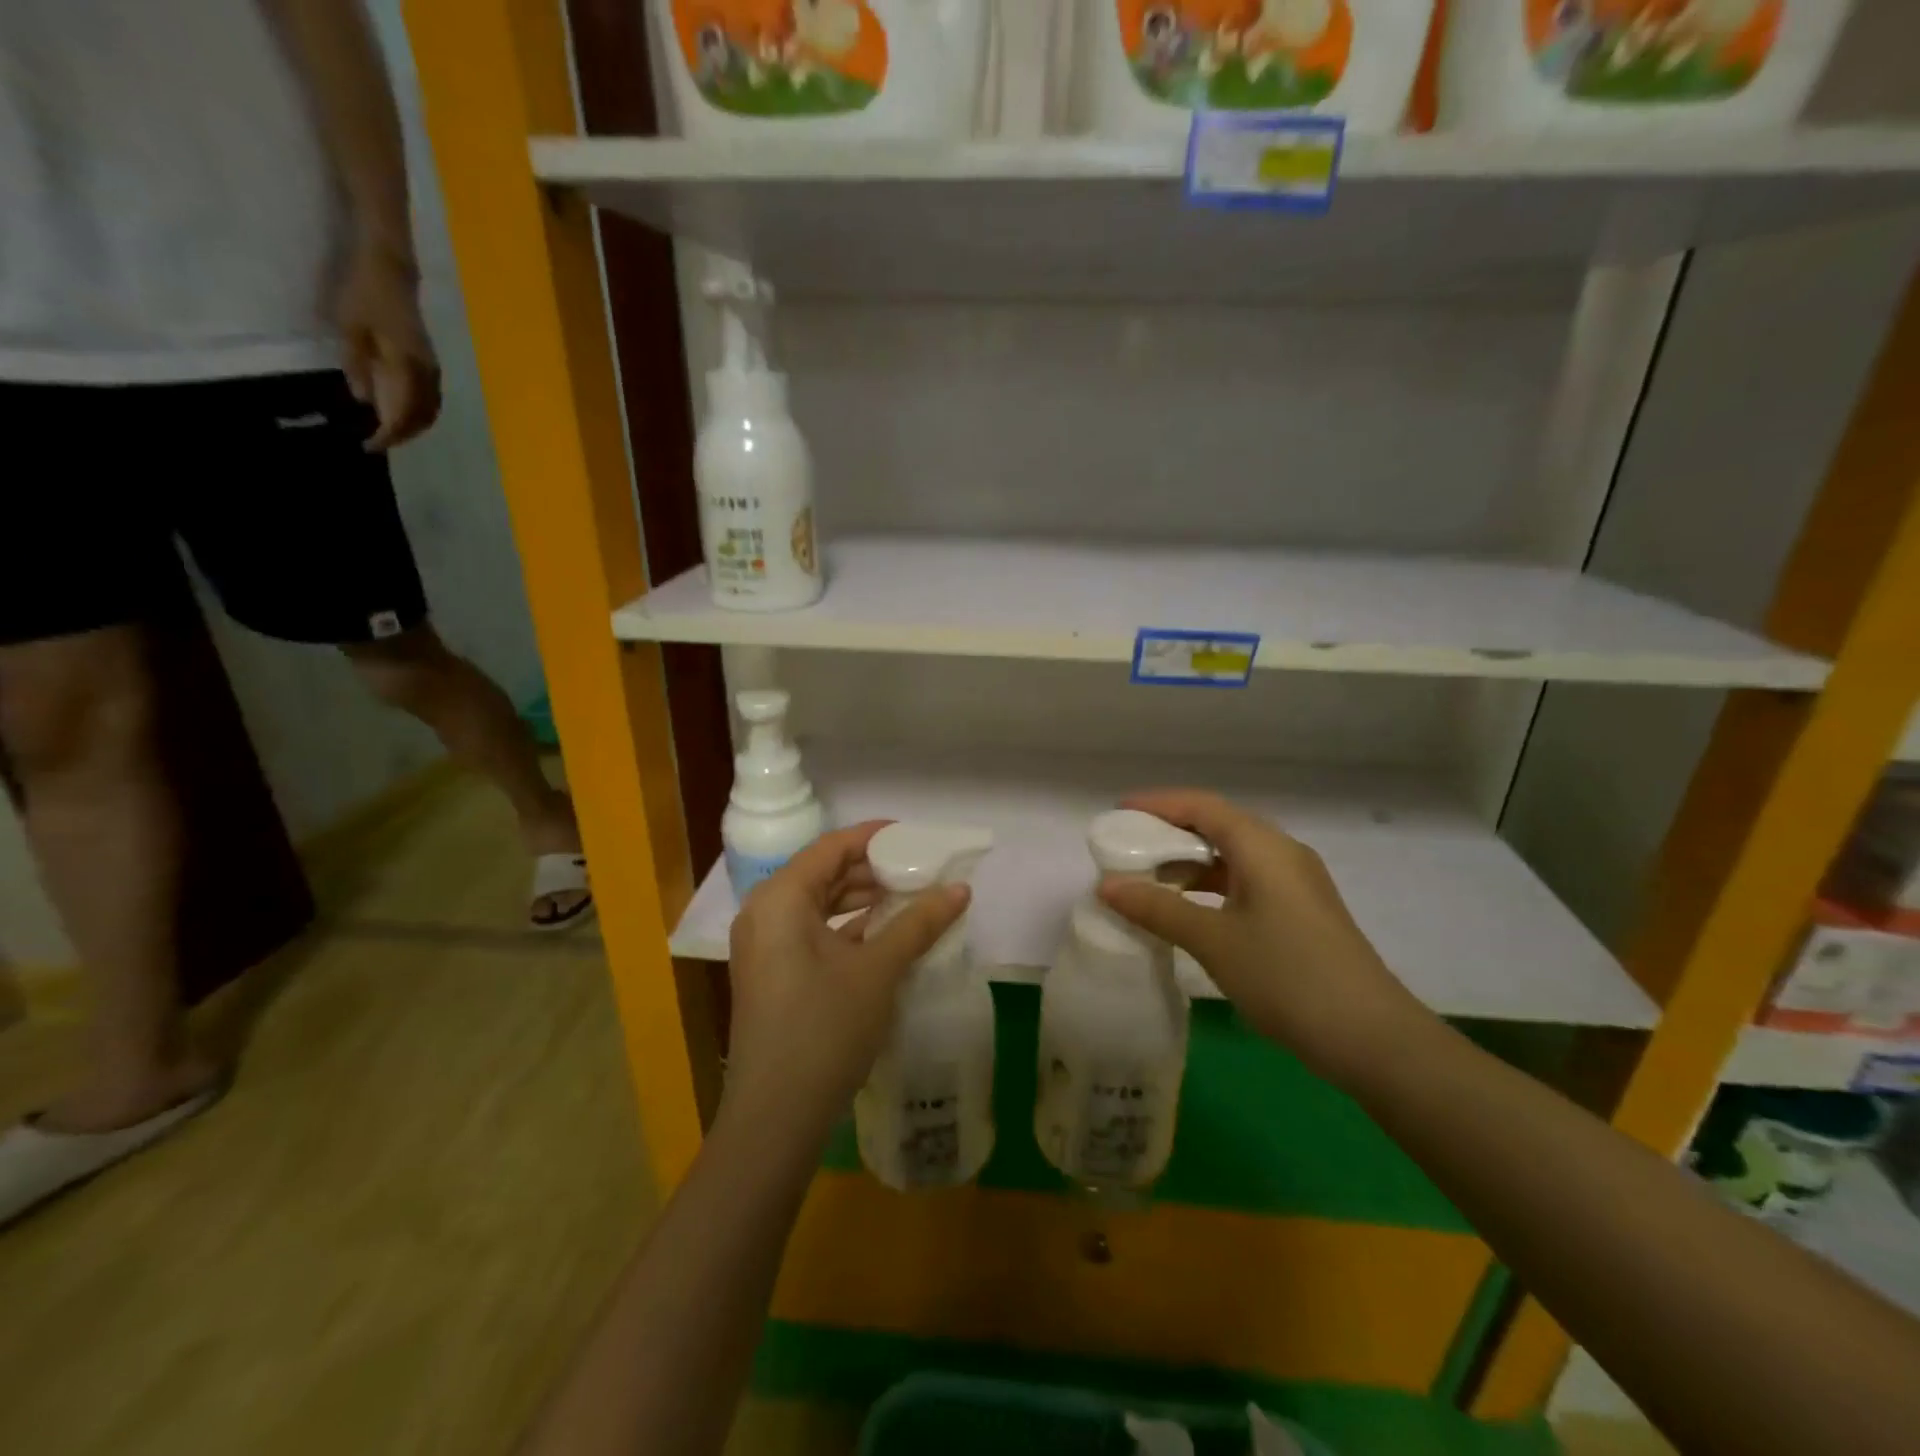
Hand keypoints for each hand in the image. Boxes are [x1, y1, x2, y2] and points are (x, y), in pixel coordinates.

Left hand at [335, 241, 441, 451]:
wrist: (390, 269)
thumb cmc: (364, 293)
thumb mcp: (350, 327)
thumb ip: (358, 365)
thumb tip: (364, 400)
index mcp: (407, 367)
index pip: (404, 413)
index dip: (389, 434)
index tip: (371, 445)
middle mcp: (426, 374)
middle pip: (424, 417)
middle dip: (404, 435)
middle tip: (380, 443)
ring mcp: (432, 369)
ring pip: (432, 410)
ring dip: (415, 426)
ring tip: (393, 432)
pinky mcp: (430, 363)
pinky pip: (432, 399)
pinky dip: (421, 413)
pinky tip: (405, 412)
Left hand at [723, 822, 969, 1142]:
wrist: (776, 1116)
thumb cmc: (825, 1028)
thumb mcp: (878, 970)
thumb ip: (918, 922)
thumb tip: (961, 888)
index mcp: (780, 898)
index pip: (831, 847)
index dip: (874, 837)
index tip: (915, 836)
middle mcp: (764, 912)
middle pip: (823, 872)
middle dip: (872, 869)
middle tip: (920, 869)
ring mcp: (764, 946)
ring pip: (818, 904)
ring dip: (862, 899)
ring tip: (909, 898)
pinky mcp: (772, 973)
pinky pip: (812, 931)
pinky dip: (847, 927)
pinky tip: (884, 934)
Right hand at [1099, 790, 1424, 1088]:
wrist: (1371, 1038)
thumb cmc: (1287, 976)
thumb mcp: (1214, 941)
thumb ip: (1158, 909)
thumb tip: (1106, 885)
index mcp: (1263, 847)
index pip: (1202, 807)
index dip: (1157, 805)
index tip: (1118, 814)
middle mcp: (1282, 854)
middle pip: (1218, 826)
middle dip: (1169, 833)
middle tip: (1127, 849)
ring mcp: (1296, 885)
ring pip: (1232, 857)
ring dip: (1190, 864)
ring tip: (1148, 881)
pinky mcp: (1301, 913)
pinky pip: (1245, 882)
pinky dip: (1211, 887)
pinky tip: (1188, 911)